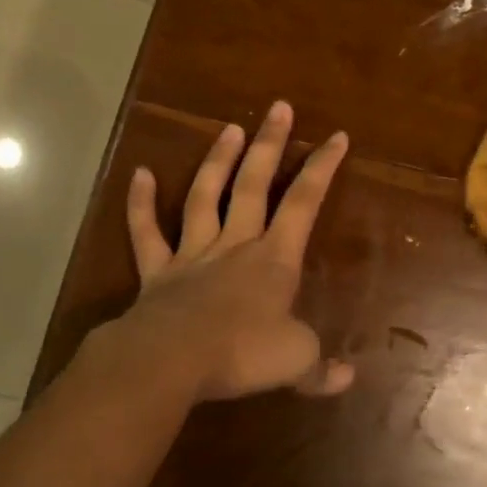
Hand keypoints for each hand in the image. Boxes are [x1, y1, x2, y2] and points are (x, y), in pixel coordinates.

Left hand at [106, 101, 353, 402]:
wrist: (171, 361)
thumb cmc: (241, 354)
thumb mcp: (294, 362)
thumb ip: (320, 368)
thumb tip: (347, 379)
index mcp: (274, 259)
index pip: (305, 203)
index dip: (323, 167)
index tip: (337, 136)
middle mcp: (236, 244)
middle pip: (255, 184)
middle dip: (269, 145)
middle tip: (278, 107)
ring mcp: (193, 254)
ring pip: (205, 196)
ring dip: (217, 161)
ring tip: (229, 128)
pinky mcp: (157, 272)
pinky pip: (147, 233)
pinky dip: (140, 204)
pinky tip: (140, 173)